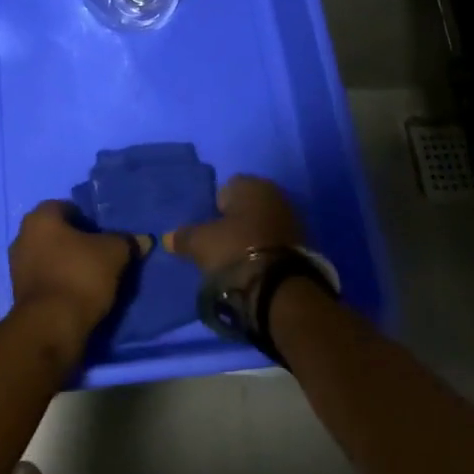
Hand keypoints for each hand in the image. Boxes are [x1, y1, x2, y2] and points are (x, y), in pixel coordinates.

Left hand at [8, 200, 141, 343]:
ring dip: (67, 264)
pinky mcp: (19, 294)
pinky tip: (78, 296)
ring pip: (49, 257)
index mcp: (40, 217)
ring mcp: (17, 266)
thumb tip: (143, 240)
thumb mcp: (114, 254)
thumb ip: (127, 242)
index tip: (105, 237)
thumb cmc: (80, 275)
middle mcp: (22, 236)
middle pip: (56, 233)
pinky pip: (45, 280)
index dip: (88, 220)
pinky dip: (59, 284)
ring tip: (92, 279)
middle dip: (76, 243)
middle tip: (100, 256)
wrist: (51, 327)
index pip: (67, 208)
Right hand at [164, 174, 304, 273]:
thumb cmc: (235, 252)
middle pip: (247, 206)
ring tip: (239, 260)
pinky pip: (277, 241)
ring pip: (263, 223)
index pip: (226, 188)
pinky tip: (257, 267)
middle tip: (222, 245)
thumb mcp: (201, 244)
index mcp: (251, 184)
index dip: (215, 209)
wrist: (281, 288)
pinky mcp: (305, 244)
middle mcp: (275, 193)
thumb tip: (167, 237)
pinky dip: (268, 250)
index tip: (209, 230)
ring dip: (253, 237)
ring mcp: (293, 219)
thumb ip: (183, 237)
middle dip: (236, 222)